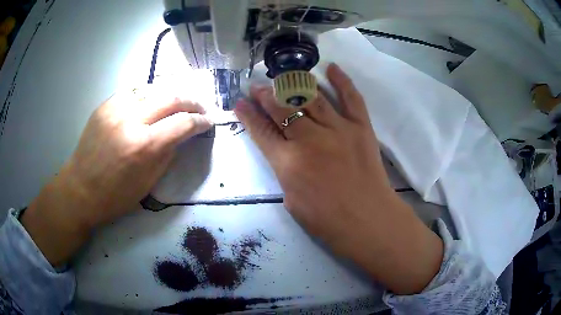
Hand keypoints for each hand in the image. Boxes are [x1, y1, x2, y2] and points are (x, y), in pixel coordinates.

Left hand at [22, 86, 211, 265]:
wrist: (79, 189)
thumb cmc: (114, 196)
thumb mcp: (148, 183)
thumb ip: (167, 154)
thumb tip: (180, 135)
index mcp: (143, 146)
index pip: (183, 123)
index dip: (201, 121)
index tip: (209, 122)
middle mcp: (131, 120)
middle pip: (171, 97)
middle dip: (191, 101)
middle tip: (199, 108)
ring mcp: (115, 108)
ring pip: (153, 89)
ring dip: (169, 97)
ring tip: (176, 106)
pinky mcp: (104, 105)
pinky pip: (133, 93)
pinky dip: (146, 97)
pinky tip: (148, 106)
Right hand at [235, 64, 442, 293]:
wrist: (369, 220)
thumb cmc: (328, 220)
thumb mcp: (292, 201)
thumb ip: (284, 171)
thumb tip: (283, 151)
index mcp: (288, 163)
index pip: (261, 132)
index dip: (248, 115)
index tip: (239, 103)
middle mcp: (310, 140)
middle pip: (282, 108)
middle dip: (265, 95)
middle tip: (256, 87)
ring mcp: (338, 129)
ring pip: (311, 96)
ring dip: (293, 84)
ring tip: (282, 77)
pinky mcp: (361, 127)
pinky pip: (351, 98)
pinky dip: (342, 81)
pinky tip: (331, 68)